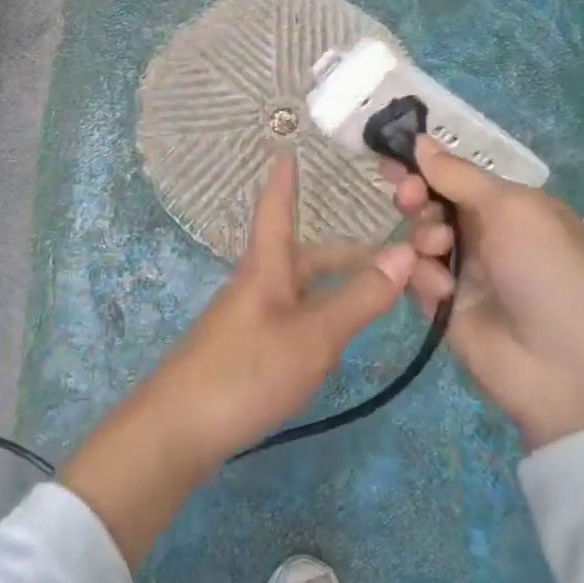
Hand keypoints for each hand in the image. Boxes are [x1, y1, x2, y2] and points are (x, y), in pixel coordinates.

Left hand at [63, 157, 417, 566]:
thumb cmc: (246, 372)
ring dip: (341, 287)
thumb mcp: (313, 336)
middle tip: (399, 259)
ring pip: (303, 289)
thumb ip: (359, 298)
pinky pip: (295, 316)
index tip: (287, 151)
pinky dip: (324, 314)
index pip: (276, 211)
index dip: (284, 183)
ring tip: (382, 297)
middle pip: (305, 256)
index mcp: (266, 268)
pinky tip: (340, 336)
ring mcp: (250, 319)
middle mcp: (257, 285)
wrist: (179, 431)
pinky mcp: (247, 349)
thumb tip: (404, 251)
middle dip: (350, 254)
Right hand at [384, 139, 583, 449]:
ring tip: (436, 249)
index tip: (393, 156)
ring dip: (422, 236)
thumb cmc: (550, 272)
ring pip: (419, 238)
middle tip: (408, 197)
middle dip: (416, 196)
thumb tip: (420, 140)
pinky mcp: (444, 307)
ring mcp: (465, 272)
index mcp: (513, 207)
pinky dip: (424, 278)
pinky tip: (444, 292)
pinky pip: (416, 277)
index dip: (426, 166)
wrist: (566, 369)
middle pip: (432, 203)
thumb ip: (459, 176)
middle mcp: (487, 235)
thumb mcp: (513, 210)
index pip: (458, 176)